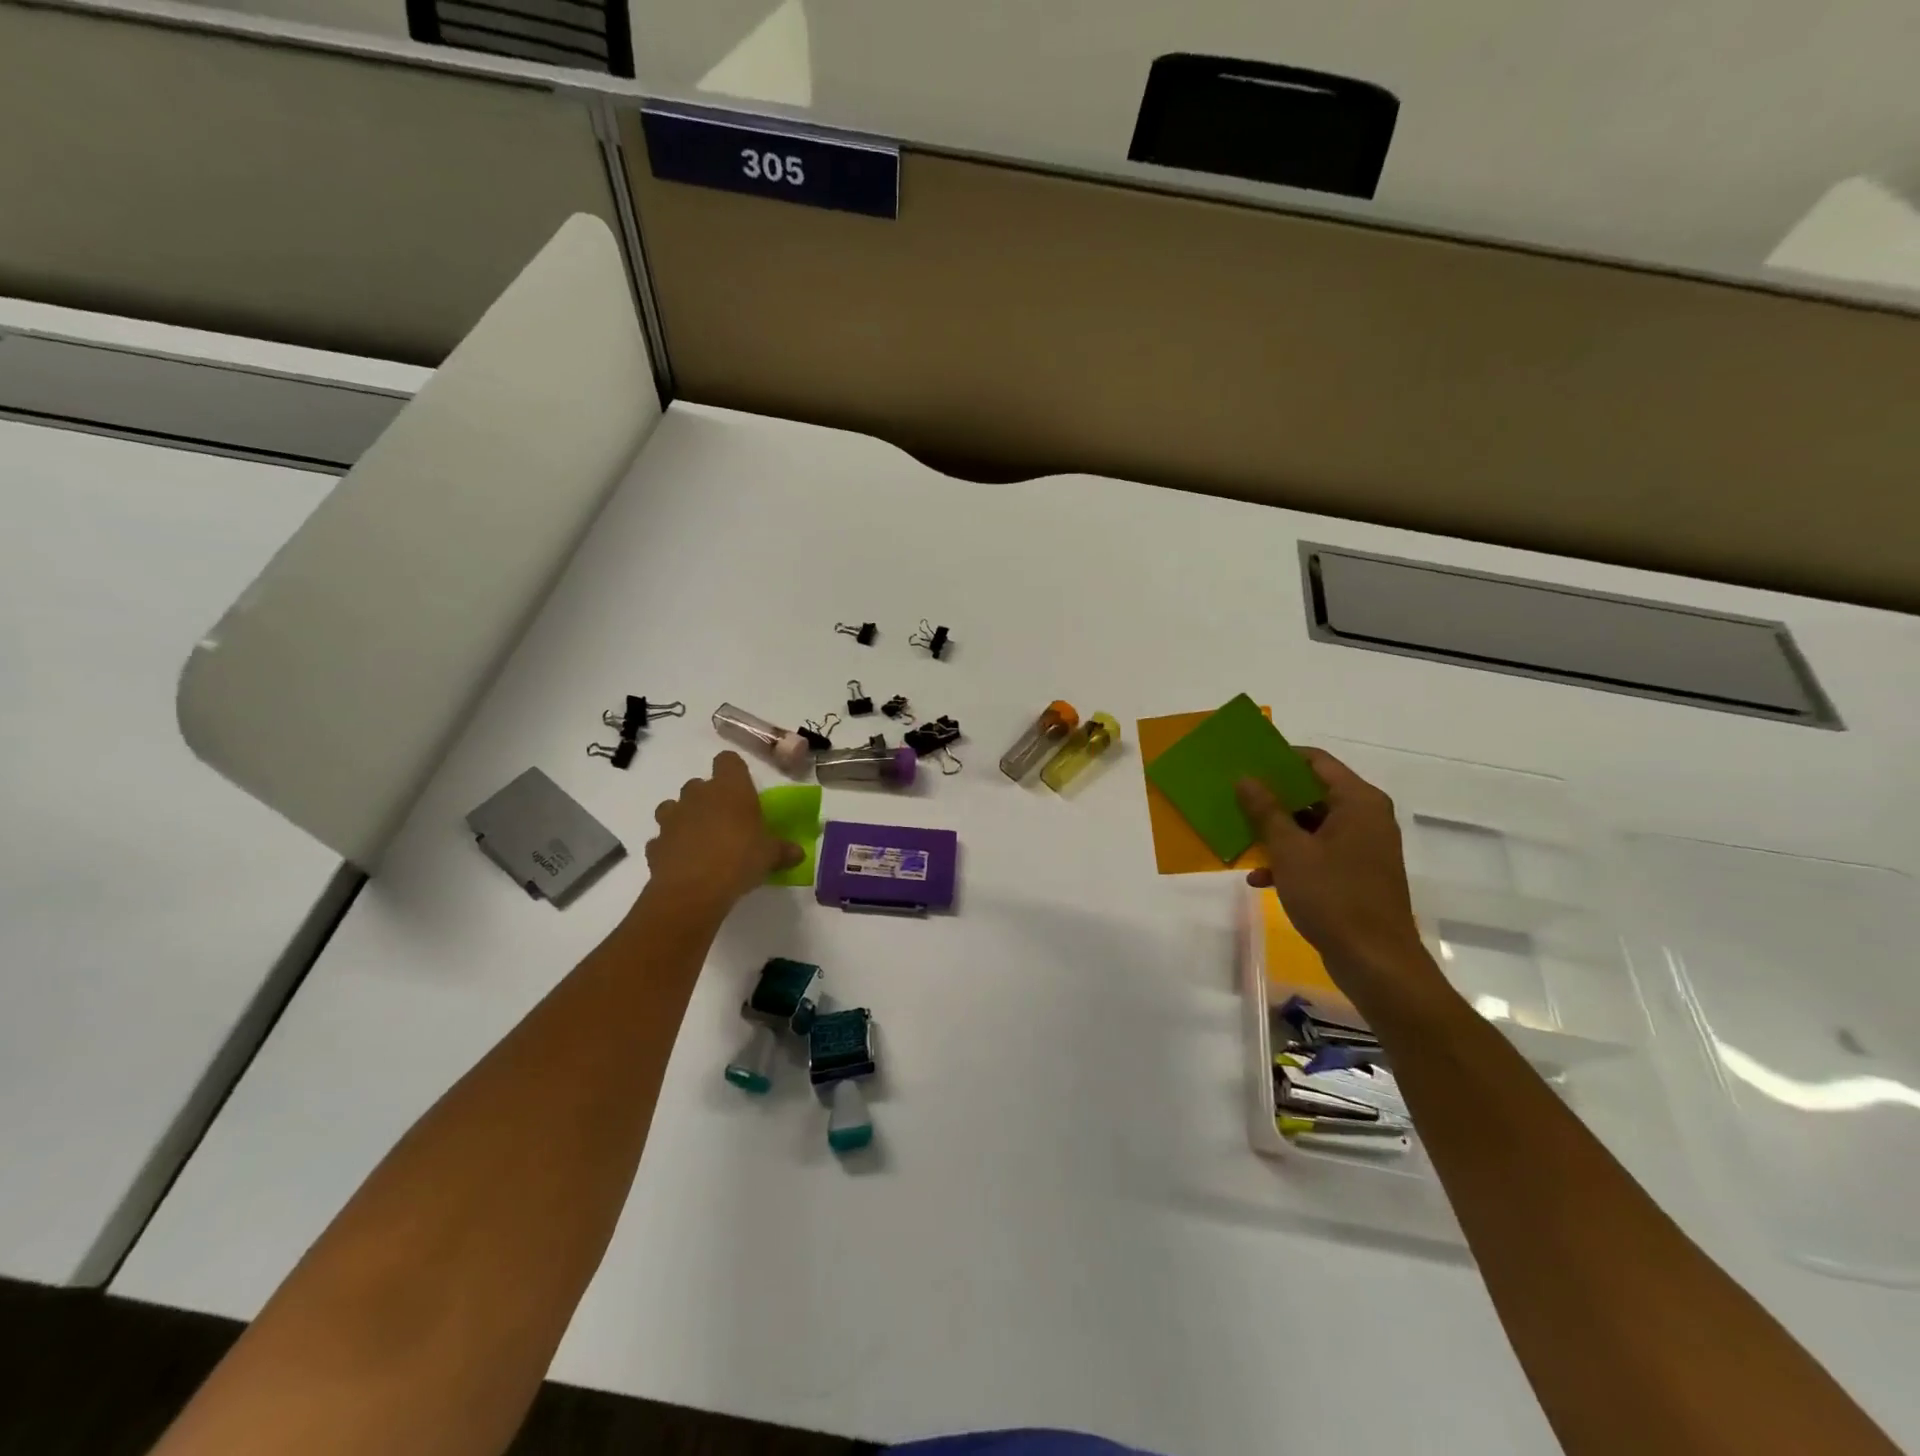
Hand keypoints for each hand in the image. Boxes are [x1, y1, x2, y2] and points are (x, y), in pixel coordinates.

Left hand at [645, 752, 800, 913]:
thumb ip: (783, 850)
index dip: (733, 772)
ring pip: (674, 807)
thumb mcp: (771, 856)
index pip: (728, 760)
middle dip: (709, 799)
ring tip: (700, 840)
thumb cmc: (740, 860)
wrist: (692, 891)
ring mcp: (672, 818)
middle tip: (726, 822)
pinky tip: (684, 863)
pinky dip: (671, 846)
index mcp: (730, 789)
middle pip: (700, 784)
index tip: (742, 789)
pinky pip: (663, 839)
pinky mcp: (655, 843)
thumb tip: (798, 852)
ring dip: (685, 818)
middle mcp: (698, 795)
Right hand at [1237, 749, 1440, 1007]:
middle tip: (1235, 799)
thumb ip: (1265, 811)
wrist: (1375, 961)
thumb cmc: (1333, 896)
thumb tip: (1245, 778)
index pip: (1315, 761)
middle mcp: (1366, 817)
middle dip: (1272, 798)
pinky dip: (1291, 859)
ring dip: (1277, 832)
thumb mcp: (1290, 851)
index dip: (1279, 759)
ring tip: (1241, 839)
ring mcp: (1363, 847)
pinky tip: (1260, 878)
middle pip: (1312, 793)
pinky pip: (1319, 852)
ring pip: (1312, 825)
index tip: (1245, 764)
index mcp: (1358, 802)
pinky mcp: (1356, 874)